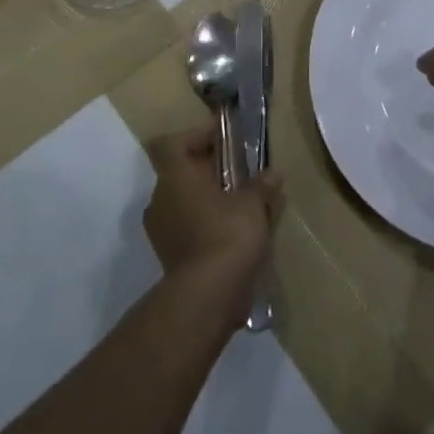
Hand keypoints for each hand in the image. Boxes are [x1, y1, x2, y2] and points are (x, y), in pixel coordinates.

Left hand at [142, 126, 281, 326]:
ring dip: (206, 199)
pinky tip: (233, 233)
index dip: (195, 136)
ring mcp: (161, 231)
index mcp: (175, 177)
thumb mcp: (253, 204)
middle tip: (237, 172)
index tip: (222, 140)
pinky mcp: (169, 257)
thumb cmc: (227, 234)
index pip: (172, 144)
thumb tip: (273, 173)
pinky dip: (205, 225)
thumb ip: (261, 185)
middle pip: (179, 173)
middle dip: (207, 170)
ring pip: (183, 202)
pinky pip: (186, 228)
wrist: (208, 296)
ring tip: (239, 204)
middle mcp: (160, 199)